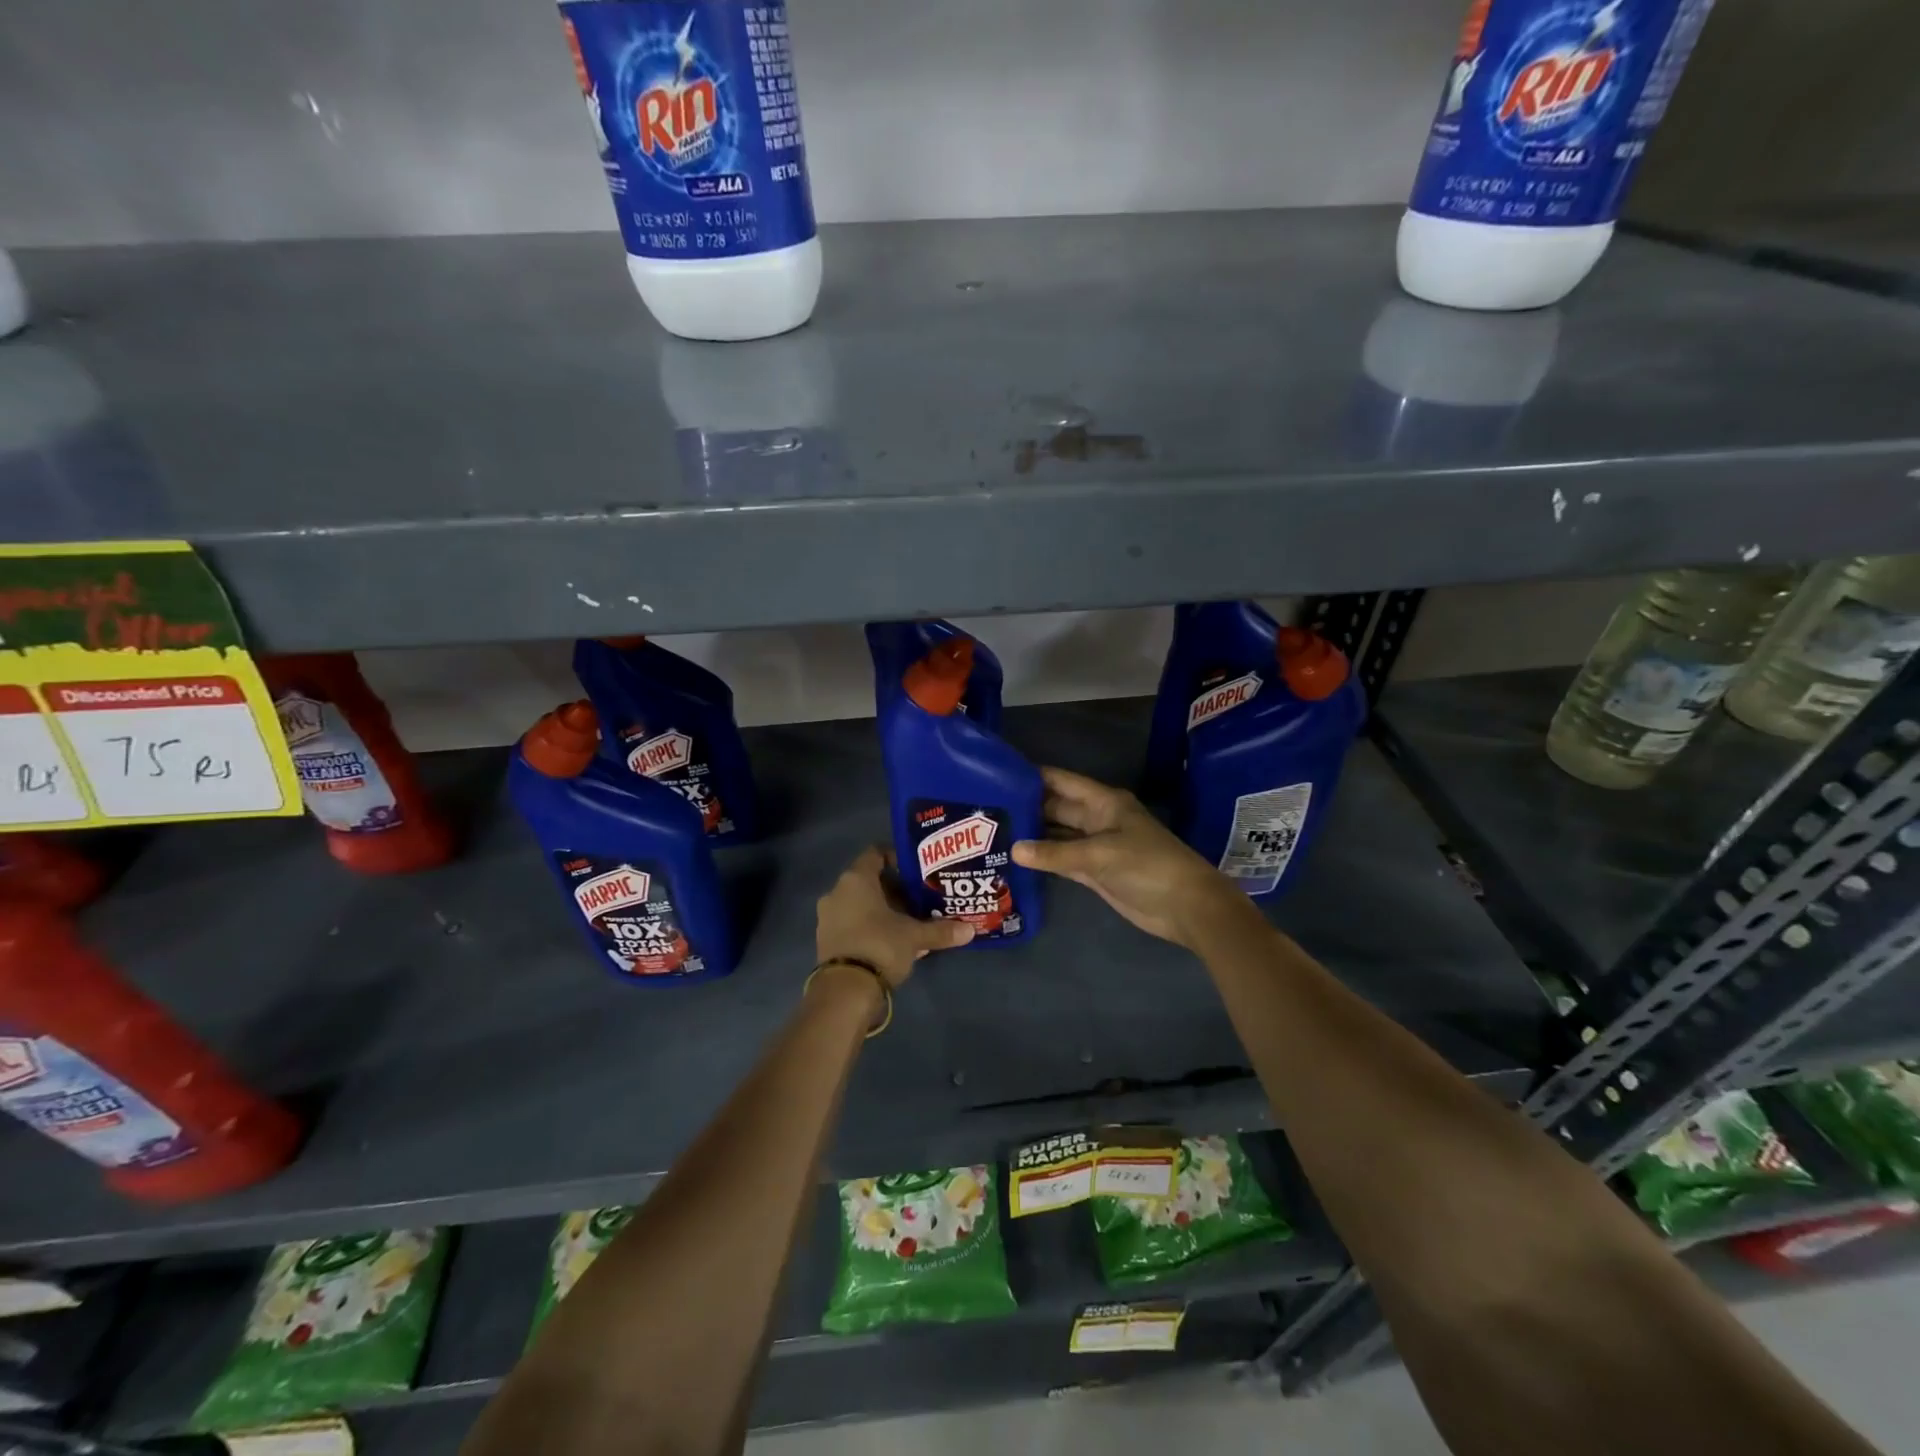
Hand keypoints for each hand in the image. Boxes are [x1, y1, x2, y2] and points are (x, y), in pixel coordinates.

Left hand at [816, 845, 972, 987]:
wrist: (844, 991)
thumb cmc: (880, 946)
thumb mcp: (915, 937)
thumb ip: (941, 930)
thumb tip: (970, 930)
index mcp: (855, 879)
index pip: (875, 853)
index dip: (897, 858)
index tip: (917, 870)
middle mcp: (837, 892)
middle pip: (869, 881)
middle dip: (895, 889)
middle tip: (920, 898)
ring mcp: (828, 917)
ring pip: (860, 904)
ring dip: (883, 910)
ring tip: (910, 921)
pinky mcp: (826, 940)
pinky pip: (853, 924)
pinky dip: (871, 927)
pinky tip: (894, 941)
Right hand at [1011, 767, 1244, 949]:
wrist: (1185, 906)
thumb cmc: (1147, 866)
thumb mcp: (1100, 854)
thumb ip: (1056, 852)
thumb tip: (1014, 849)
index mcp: (1103, 802)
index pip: (1061, 782)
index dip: (1033, 777)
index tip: (997, 775)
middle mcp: (1097, 819)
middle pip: (1056, 808)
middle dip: (1026, 807)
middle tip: (986, 810)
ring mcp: (1095, 846)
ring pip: (1057, 835)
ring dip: (1032, 834)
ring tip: (992, 832)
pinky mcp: (1095, 872)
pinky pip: (1062, 860)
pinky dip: (1043, 859)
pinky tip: (1016, 858)